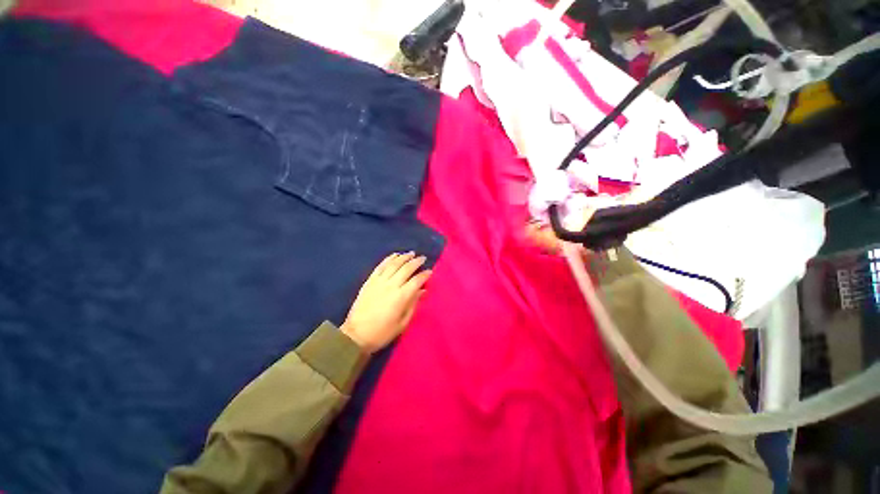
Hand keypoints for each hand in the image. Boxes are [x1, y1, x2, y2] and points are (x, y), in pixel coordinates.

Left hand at [340, 252, 431, 352]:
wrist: (356, 335)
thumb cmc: (382, 332)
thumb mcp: (402, 323)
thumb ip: (413, 305)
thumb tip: (423, 291)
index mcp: (401, 297)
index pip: (416, 281)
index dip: (424, 275)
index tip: (430, 271)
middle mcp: (391, 285)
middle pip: (406, 269)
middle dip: (416, 262)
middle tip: (422, 258)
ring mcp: (379, 282)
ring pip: (394, 264)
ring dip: (404, 257)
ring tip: (411, 253)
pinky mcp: (369, 281)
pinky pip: (380, 266)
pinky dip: (388, 259)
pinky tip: (394, 255)